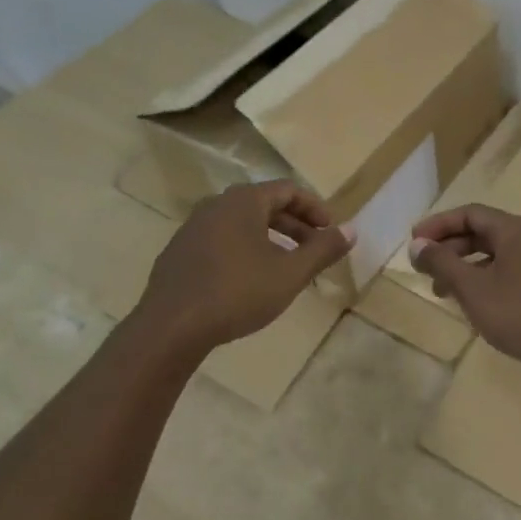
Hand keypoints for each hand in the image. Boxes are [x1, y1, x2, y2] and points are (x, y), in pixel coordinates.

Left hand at [141, 182, 353, 353]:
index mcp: (244, 201)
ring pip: (242, 224)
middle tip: (315, 249)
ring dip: (270, 239)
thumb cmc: (236, 293)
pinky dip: (244, 250)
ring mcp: (193, 228)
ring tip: (286, 266)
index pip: (289, 190)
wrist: (169, 328)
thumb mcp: (289, 274)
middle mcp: (217, 205)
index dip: (315, 208)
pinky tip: (249, 280)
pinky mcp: (178, 253)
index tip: (331, 231)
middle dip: (295, 226)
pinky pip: (221, 241)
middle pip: (265, 205)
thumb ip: (323, 249)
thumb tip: (352, 230)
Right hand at [409, 205, 520, 373]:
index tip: (414, 241)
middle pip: (480, 231)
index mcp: (512, 229)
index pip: (468, 213)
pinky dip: (482, 279)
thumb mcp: (473, 289)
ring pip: (492, 253)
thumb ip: (443, 263)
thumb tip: (416, 244)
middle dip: (449, 247)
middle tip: (423, 268)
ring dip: (463, 266)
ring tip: (441, 291)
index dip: (438, 224)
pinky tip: (472, 303)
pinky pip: (505, 270)